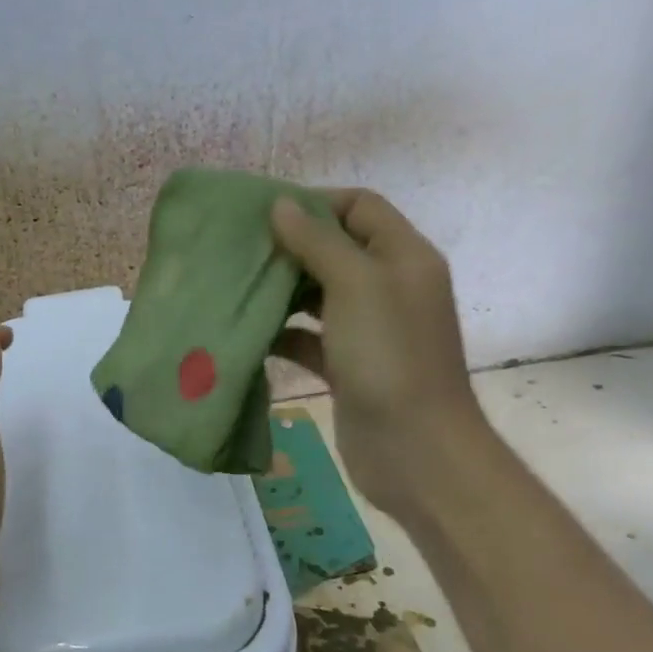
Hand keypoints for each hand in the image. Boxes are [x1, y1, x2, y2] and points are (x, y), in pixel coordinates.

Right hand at [270, 190, 485, 507]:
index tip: (265, 214)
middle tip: (242, 250)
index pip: (360, 207)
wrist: (415, 449)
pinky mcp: (349, 366)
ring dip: (283, 290)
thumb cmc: (389, 356)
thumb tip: (281, 206)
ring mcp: (370, 329)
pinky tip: (251, 333)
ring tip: (237, 286)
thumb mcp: (356, 285)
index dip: (315, 202)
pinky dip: (284, 333)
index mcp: (403, 257)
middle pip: (337, 249)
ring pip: (320, 295)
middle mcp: (389, 287)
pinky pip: (311, 338)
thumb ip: (317, 242)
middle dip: (292, 246)